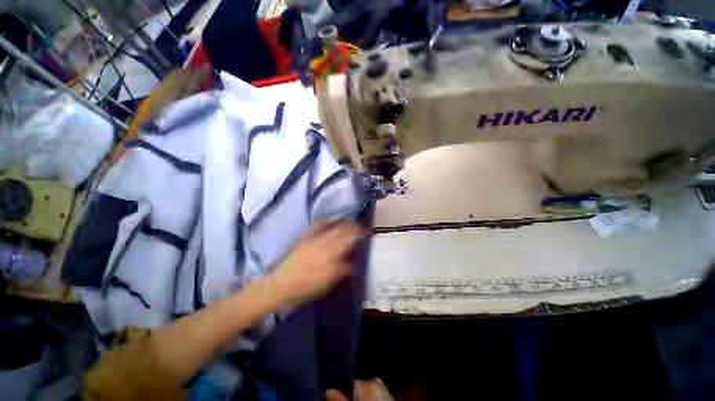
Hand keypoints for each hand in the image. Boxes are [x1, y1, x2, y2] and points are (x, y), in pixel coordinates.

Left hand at [269, 222, 362, 306]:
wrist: (280, 285)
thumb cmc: (306, 288)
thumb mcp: (327, 284)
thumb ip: (341, 270)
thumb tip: (352, 262)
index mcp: (329, 255)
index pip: (348, 239)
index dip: (358, 234)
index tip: (364, 233)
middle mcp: (322, 243)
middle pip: (341, 230)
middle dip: (352, 227)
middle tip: (358, 228)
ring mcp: (312, 239)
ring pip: (331, 226)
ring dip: (341, 223)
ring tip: (347, 224)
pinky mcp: (304, 238)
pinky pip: (317, 226)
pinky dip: (326, 222)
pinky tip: (330, 222)